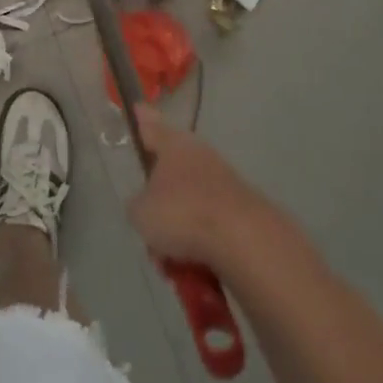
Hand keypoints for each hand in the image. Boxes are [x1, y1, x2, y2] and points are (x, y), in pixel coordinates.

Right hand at [127, 104, 273, 266]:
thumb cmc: (182, 214)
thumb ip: (137, 205)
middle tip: (151, 237)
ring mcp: (224, 183)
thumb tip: (146, 206)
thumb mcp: (141, 212)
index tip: (137, 109)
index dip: (141, 120)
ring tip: (171, 266)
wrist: (244, 241)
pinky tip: (194, 273)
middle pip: (170, 177)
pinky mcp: (242, 212)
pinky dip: (199, 249)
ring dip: (178, 237)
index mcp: (173, 145)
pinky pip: (209, 229)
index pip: (150, 126)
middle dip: (159, 210)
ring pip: (189, 209)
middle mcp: (199, 156)